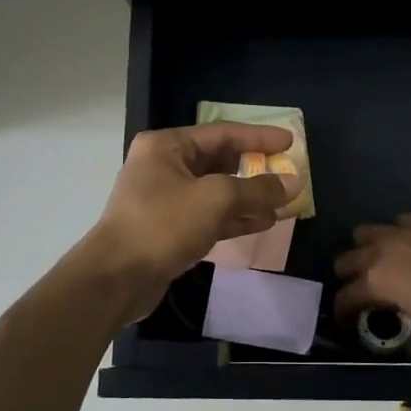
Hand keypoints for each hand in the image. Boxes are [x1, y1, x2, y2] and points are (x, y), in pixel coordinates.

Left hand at [82, 123, 299, 319]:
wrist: (117, 278)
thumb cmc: (163, 224)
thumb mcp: (216, 199)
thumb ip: (257, 189)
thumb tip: (293, 183)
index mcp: (167, 146)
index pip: (222, 133)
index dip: (259, 137)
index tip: (290, 142)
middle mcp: (164, 167)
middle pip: (219, 161)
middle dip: (255, 170)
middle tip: (287, 174)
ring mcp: (166, 200)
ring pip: (217, 192)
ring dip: (249, 197)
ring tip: (283, 203)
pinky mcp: (170, 229)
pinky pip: (209, 216)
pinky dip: (235, 218)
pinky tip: (263, 222)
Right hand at [333, 215, 410, 347]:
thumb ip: (405, 337)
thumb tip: (400, 335)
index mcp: (376, 281)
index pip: (344, 297)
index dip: (343, 314)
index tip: (350, 324)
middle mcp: (383, 248)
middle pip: (346, 260)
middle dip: (349, 279)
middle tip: (365, 295)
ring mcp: (406, 228)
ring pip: (368, 232)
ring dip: (368, 250)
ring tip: (385, 266)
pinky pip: (402, 223)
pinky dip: (400, 237)